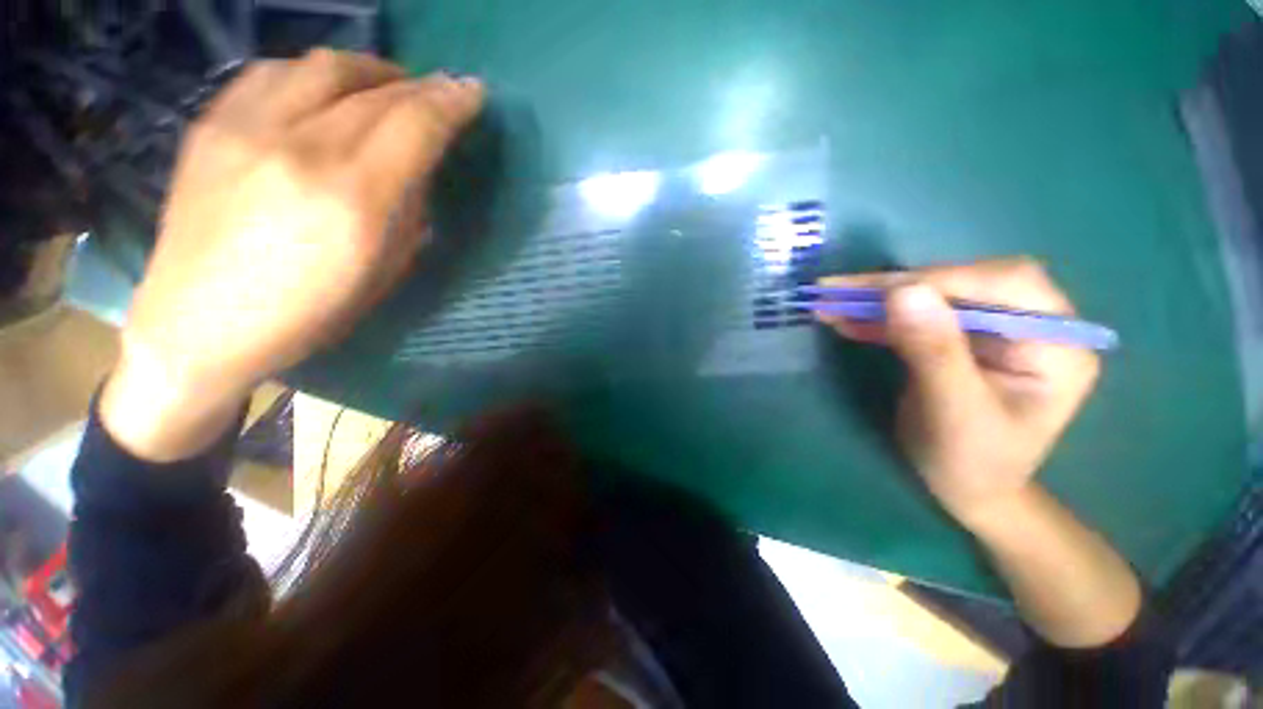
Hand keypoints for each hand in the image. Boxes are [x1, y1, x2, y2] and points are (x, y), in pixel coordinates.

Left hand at [101, 50, 483, 460]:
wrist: (197, 323)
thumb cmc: (307, 314)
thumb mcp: (383, 274)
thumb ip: (408, 215)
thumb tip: (418, 172)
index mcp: (354, 198)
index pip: (415, 126)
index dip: (452, 103)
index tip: (474, 92)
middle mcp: (302, 147)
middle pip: (376, 91)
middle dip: (421, 87)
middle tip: (441, 92)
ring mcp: (248, 127)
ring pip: (324, 65)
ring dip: (369, 70)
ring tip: (387, 86)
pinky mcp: (212, 125)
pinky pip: (273, 72)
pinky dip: (313, 73)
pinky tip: (325, 91)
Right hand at [817, 258, 1099, 528]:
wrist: (968, 489)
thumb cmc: (972, 463)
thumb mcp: (955, 413)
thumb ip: (935, 352)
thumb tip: (903, 290)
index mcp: (1057, 343)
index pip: (1006, 283)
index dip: (941, 279)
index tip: (876, 291)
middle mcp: (1030, 323)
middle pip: (963, 281)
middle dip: (897, 286)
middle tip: (837, 291)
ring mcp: (992, 328)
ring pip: (932, 295)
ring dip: (877, 299)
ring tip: (829, 302)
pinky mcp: (958, 336)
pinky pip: (915, 315)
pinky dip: (877, 316)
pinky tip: (845, 319)